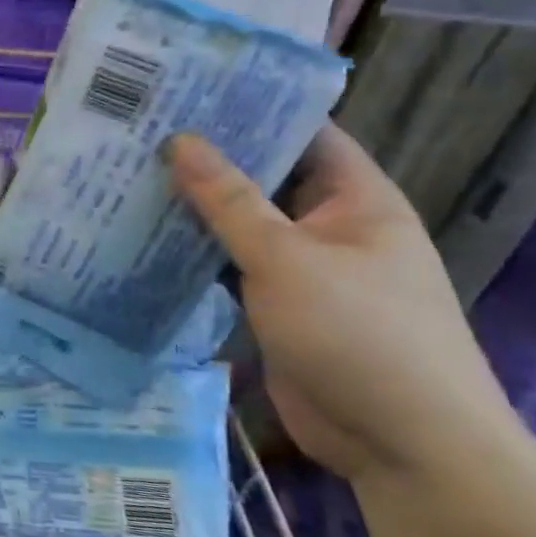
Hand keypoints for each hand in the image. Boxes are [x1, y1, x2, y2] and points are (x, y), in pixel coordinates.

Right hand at [167, 125, 512, 481]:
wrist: (403, 445)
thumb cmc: (359, 334)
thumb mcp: (287, 259)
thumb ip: (229, 200)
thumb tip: (180, 141)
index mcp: (357, 199)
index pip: (302, 134)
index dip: (251, 109)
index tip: (187, 91)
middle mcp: (332, 226)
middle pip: (265, 179)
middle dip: (209, 160)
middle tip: (142, 132)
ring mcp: (305, 270)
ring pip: (243, 226)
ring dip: (196, 209)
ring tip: (132, 176)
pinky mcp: (279, 307)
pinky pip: (233, 268)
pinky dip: (197, 255)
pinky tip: (147, 237)